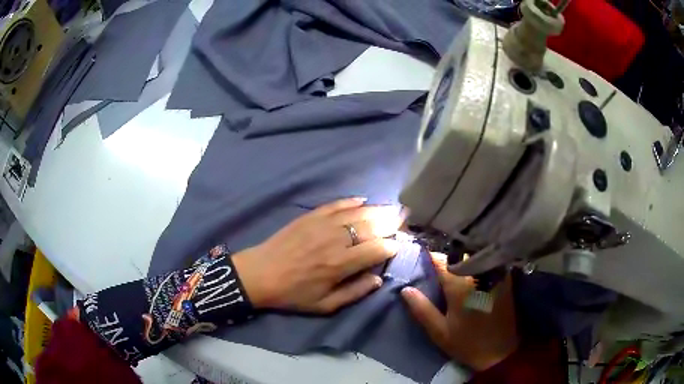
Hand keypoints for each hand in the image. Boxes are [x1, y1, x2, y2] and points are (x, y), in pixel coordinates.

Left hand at [233, 198, 400, 313]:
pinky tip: (363, 200)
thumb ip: (355, 293)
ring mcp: (322, 224)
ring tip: (392, 208)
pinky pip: (336, 204)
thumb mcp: (325, 305)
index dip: (392, 246)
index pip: (377, 249)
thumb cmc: (293, 294)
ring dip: (378, 209)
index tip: (398, 246)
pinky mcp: (310, 216)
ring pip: (358, 212)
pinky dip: (352, 201)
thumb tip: (379, 278)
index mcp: (340, 264)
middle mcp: (336, 240)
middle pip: (371, 226)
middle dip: (391, 222)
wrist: (259, 274)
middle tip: (404, 219)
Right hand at [401, 254, 518, 371]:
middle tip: (433, 269)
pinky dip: (475, 265)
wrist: (501, 351)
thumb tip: (406, 289)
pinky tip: (469, 275)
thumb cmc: (468, 343)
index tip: (418, 258)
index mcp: (460, 286)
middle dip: (444, 259)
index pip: (440, 261)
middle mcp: (478, 275)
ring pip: (472, 258)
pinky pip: (486, 264)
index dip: (427, 257)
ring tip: (450, 272)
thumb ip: (422, 310)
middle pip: (456, 256)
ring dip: (460, 260)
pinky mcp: (503, 279)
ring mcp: (493, 275)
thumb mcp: (440, 332)